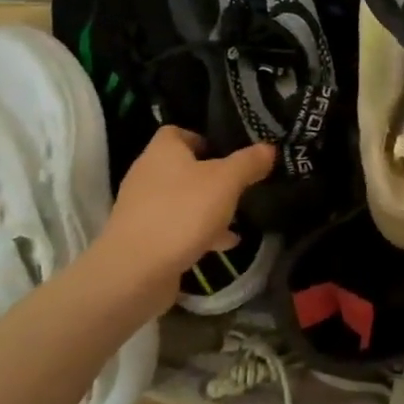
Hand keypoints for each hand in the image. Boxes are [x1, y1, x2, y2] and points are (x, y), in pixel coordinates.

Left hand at [97, 127, 273, 308]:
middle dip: (211, 176)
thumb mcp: (226, 182)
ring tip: (237, 217)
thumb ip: (248, 163)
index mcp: (162, 151)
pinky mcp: (143, 239)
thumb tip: (268, 148)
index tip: (229, 152)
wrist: (135, 272)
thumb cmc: (182, 213)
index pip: (178, 132)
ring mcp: (142, 208)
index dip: (203, 138)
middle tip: (240, 185)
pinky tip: (222, 244)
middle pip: (182, 167)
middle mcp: (147, 174)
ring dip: (207, 207)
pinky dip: (198, 232)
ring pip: (181, 200)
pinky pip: (176, 227)